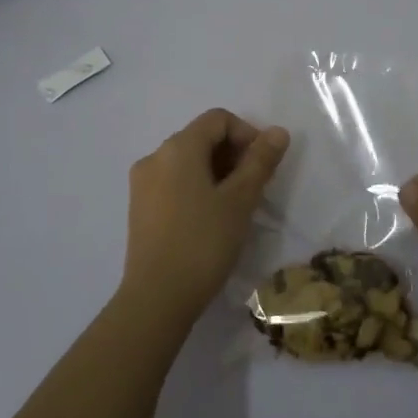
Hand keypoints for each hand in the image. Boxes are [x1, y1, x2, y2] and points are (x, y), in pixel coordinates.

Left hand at [121, 109, 289, 322]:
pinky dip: (197, 187)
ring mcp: (142, 183)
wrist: (157, 297)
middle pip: (201, 138)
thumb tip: (278, 131)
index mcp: (177, 148)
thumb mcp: (240, 200)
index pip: (218, 119)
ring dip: (217, 172)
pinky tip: (211, 218)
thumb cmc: (203, 242)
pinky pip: (174, 182)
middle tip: (255, 188)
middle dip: (233, 154)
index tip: (264, 165)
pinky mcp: (139, 207)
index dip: (247, 134)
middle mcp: (154, 157)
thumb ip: (260, 161)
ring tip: (236, 205)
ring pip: (187, 162)